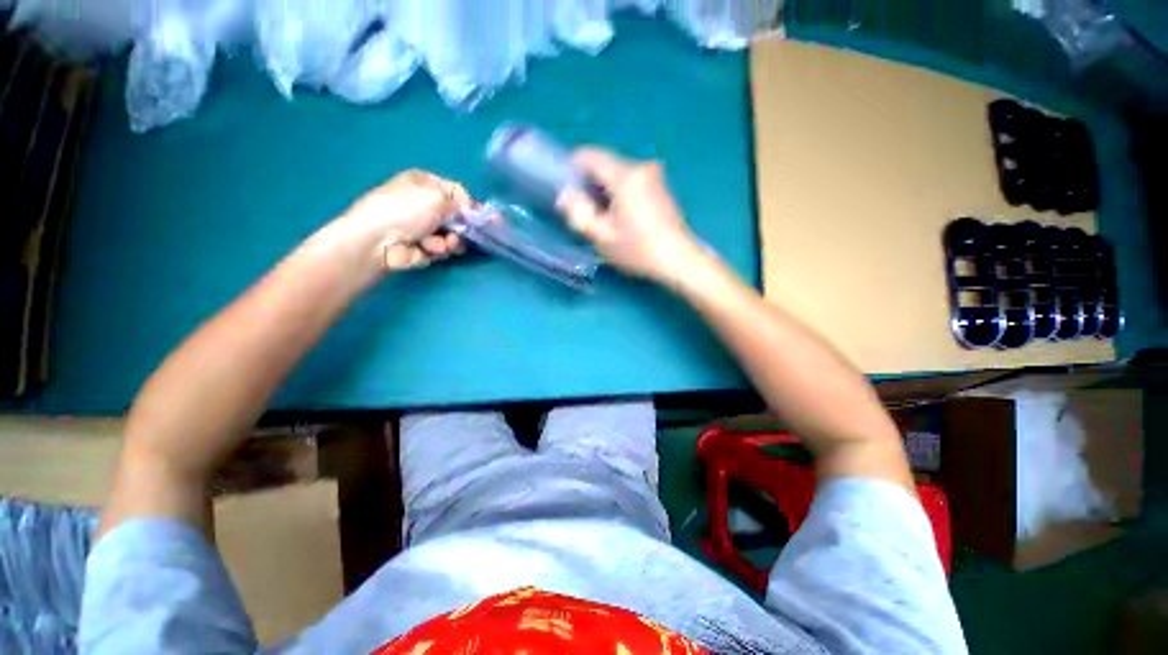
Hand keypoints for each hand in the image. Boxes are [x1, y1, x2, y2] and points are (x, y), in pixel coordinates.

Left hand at [337, 170, 470, 271]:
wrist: (377, 241)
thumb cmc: (406, 211)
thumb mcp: (437, 197)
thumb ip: (460, 203)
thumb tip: (470, 210)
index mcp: (424, 183)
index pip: (455, 191)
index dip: (467, 203)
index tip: (475, 216)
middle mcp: (423, 203)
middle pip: (455, 217)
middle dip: (460, 228)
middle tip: (458, 234)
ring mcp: (422, 227)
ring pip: (451, 236)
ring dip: (449, 242)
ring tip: (438, 244)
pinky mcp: (421, 247)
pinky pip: (440, 249)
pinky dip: (437, 251)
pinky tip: (426, 250)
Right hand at [556, 148, 705, 284]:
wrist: (679, 260)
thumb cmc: (638, 250)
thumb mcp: (602, 237)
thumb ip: (578, 213)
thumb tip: (565, 195)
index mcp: (626, 176)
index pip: (590, 155)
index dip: (572, 169)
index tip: (566, 190)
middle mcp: (641, 167)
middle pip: (604, 165)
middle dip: (589, 185)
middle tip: (584, 212)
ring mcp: (654, 176)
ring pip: (617, 174)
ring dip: (604, 191)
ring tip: (602, 219)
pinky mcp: (660, 187)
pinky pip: (630, 182)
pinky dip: (618, 194)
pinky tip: (620, 218)